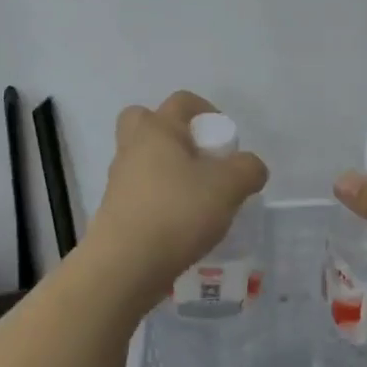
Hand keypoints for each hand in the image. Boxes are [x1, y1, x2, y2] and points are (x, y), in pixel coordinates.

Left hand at [84, 91, 268, 303]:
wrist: (125, 265)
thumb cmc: (177, 211)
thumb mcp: (229, 186)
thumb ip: (248, 169)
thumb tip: (250, 167)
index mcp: (157, 129)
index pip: (183, 101)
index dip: (209, 112)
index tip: (226, 142)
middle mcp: (133, 147)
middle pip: (147, 123)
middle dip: (174, 135)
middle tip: (200, 160)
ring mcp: (120, 180)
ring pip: (145, 161)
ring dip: (169, 172)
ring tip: (199, 201)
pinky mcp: (116, 211)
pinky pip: (142, 193)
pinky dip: (161, 201)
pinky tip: (183, 226)